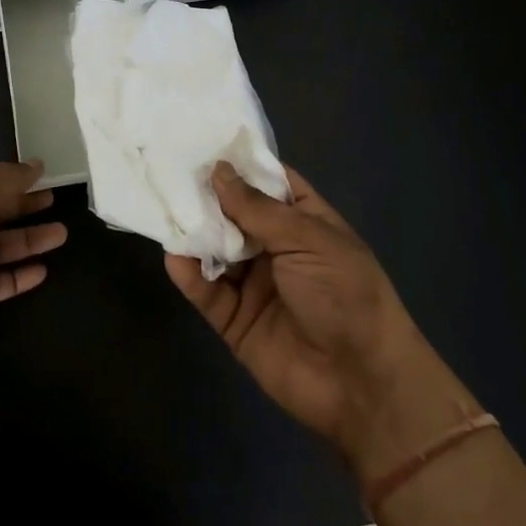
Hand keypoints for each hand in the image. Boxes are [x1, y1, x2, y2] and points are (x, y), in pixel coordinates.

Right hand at [167, 163, 469, 478]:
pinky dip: (189, 275)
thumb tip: (219, 171)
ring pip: (215, 250)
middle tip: (167, 171)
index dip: (240, 164)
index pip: (269, 183)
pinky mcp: (234, 320)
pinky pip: (206, 292)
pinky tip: (175, 257)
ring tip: (164, 210)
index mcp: (304, 223)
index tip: (201, 140)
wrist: (361, 384)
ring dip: (194, 233)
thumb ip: (258, 208)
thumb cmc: (345, 296)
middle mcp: (276, 249)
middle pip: (234, 214)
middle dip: (206, 196)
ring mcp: (253, 284)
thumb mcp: (307, 240)